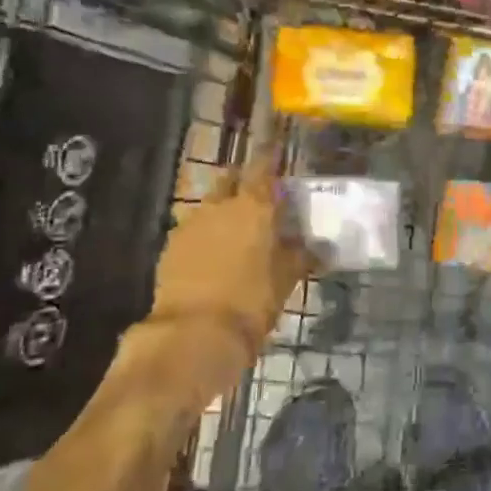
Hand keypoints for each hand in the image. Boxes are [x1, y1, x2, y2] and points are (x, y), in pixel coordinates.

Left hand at [116, 147, 313, 417]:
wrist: (193, 335)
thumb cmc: (252, 302)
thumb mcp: (286, 280)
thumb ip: (301, 256)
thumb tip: (320, 246)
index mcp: (253, 206)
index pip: (263, 166)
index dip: (270, 158)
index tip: (278, 155)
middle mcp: (219, 206)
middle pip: (231, 180)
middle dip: (243, 183)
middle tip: (260, 198)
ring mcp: (190, 224)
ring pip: (210, 206)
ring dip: (223, 212)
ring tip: (238, 234)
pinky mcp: (170, 248)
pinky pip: (193, 231)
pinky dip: (206, 237)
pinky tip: (214, 258)